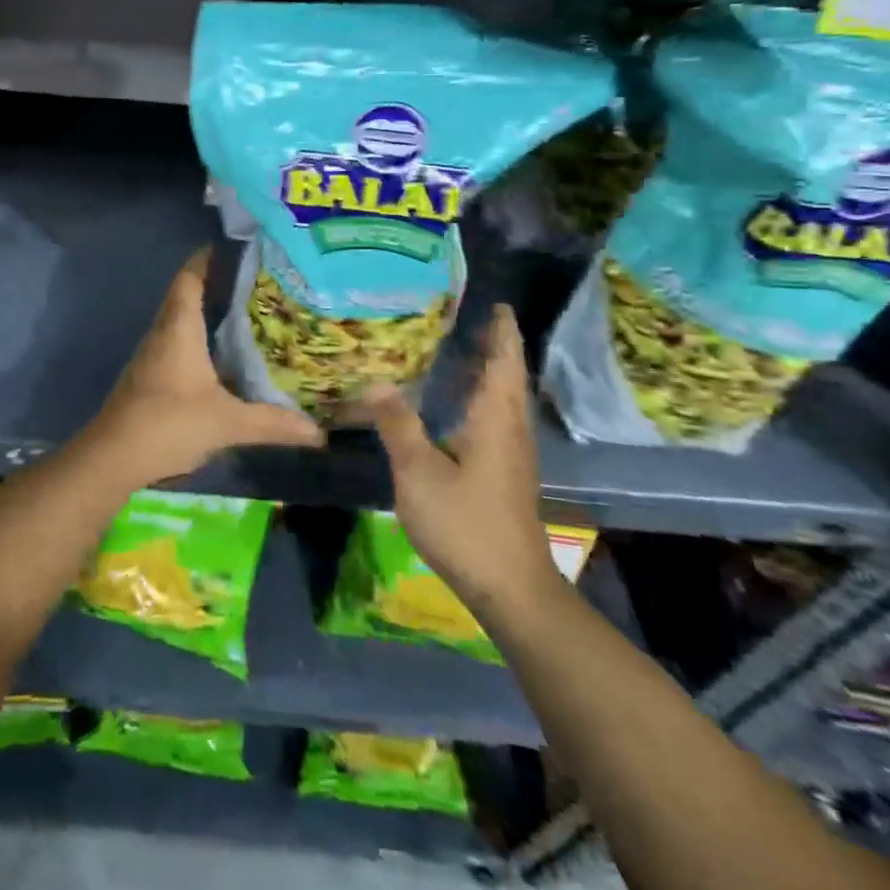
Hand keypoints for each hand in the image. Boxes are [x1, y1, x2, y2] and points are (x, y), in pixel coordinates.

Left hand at [81, 248, 323, 488]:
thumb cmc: (169, 424)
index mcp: (179, 329)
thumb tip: (318, 432)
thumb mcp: (227, 423)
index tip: (236, 251)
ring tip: (245, 314)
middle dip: (216, 285)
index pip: (189, 278)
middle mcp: (162, 333)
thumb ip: (272, 423)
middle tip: (255, 284)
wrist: (112, 457)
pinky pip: (175, 344)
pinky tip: (221, 357)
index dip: (208, 259)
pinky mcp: (148, 377)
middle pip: (185, 295)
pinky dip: (198, 340)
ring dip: (206, 314)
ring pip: (179, 321)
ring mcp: (151, 356)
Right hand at [354, 305, 557, 613]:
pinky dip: (481, 398)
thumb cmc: (466, 522)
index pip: (504, 361)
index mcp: (496, 418)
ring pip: (504, 399)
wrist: (510, 586)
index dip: (502, 331)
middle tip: (465, 318)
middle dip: (493, 346)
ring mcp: (513, 454)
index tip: (496, 303)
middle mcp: (511, 429)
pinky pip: (497, 419)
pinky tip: (455, 406)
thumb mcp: (419, 472)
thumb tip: (376, 382)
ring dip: (488, 372)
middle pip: (508, 376)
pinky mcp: (507, 474)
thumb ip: (397, 425)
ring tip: (458, 351)